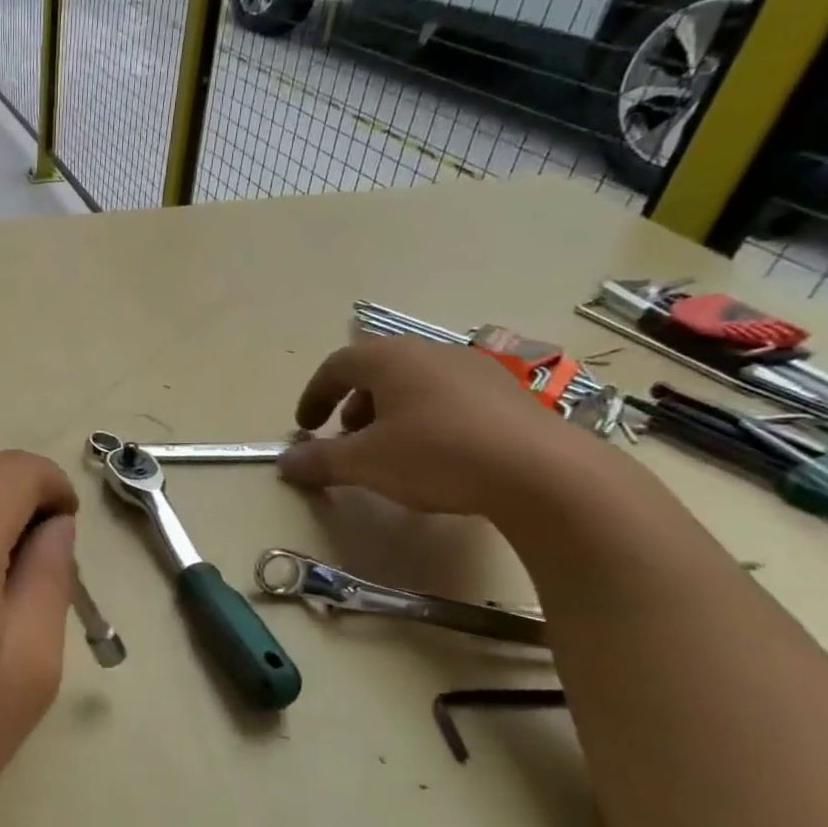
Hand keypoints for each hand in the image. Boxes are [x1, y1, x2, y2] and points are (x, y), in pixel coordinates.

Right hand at [279, 336, 592, 515]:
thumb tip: (285, 464)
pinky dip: (426, 418)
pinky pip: (449, 397)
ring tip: (388, 450)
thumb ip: (319, 461)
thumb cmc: (436, 455)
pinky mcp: (508, 394)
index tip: (305, 428)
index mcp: (391, 358)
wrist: (542, 473)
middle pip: (377, 371)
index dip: (314, 396)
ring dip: (389, 412)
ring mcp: (475, 369)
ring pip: (415, 383)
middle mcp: (431, 353)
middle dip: (352, 405)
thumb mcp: (365, 463)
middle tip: (346, 439)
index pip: (337, 365)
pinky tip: (436, 455)